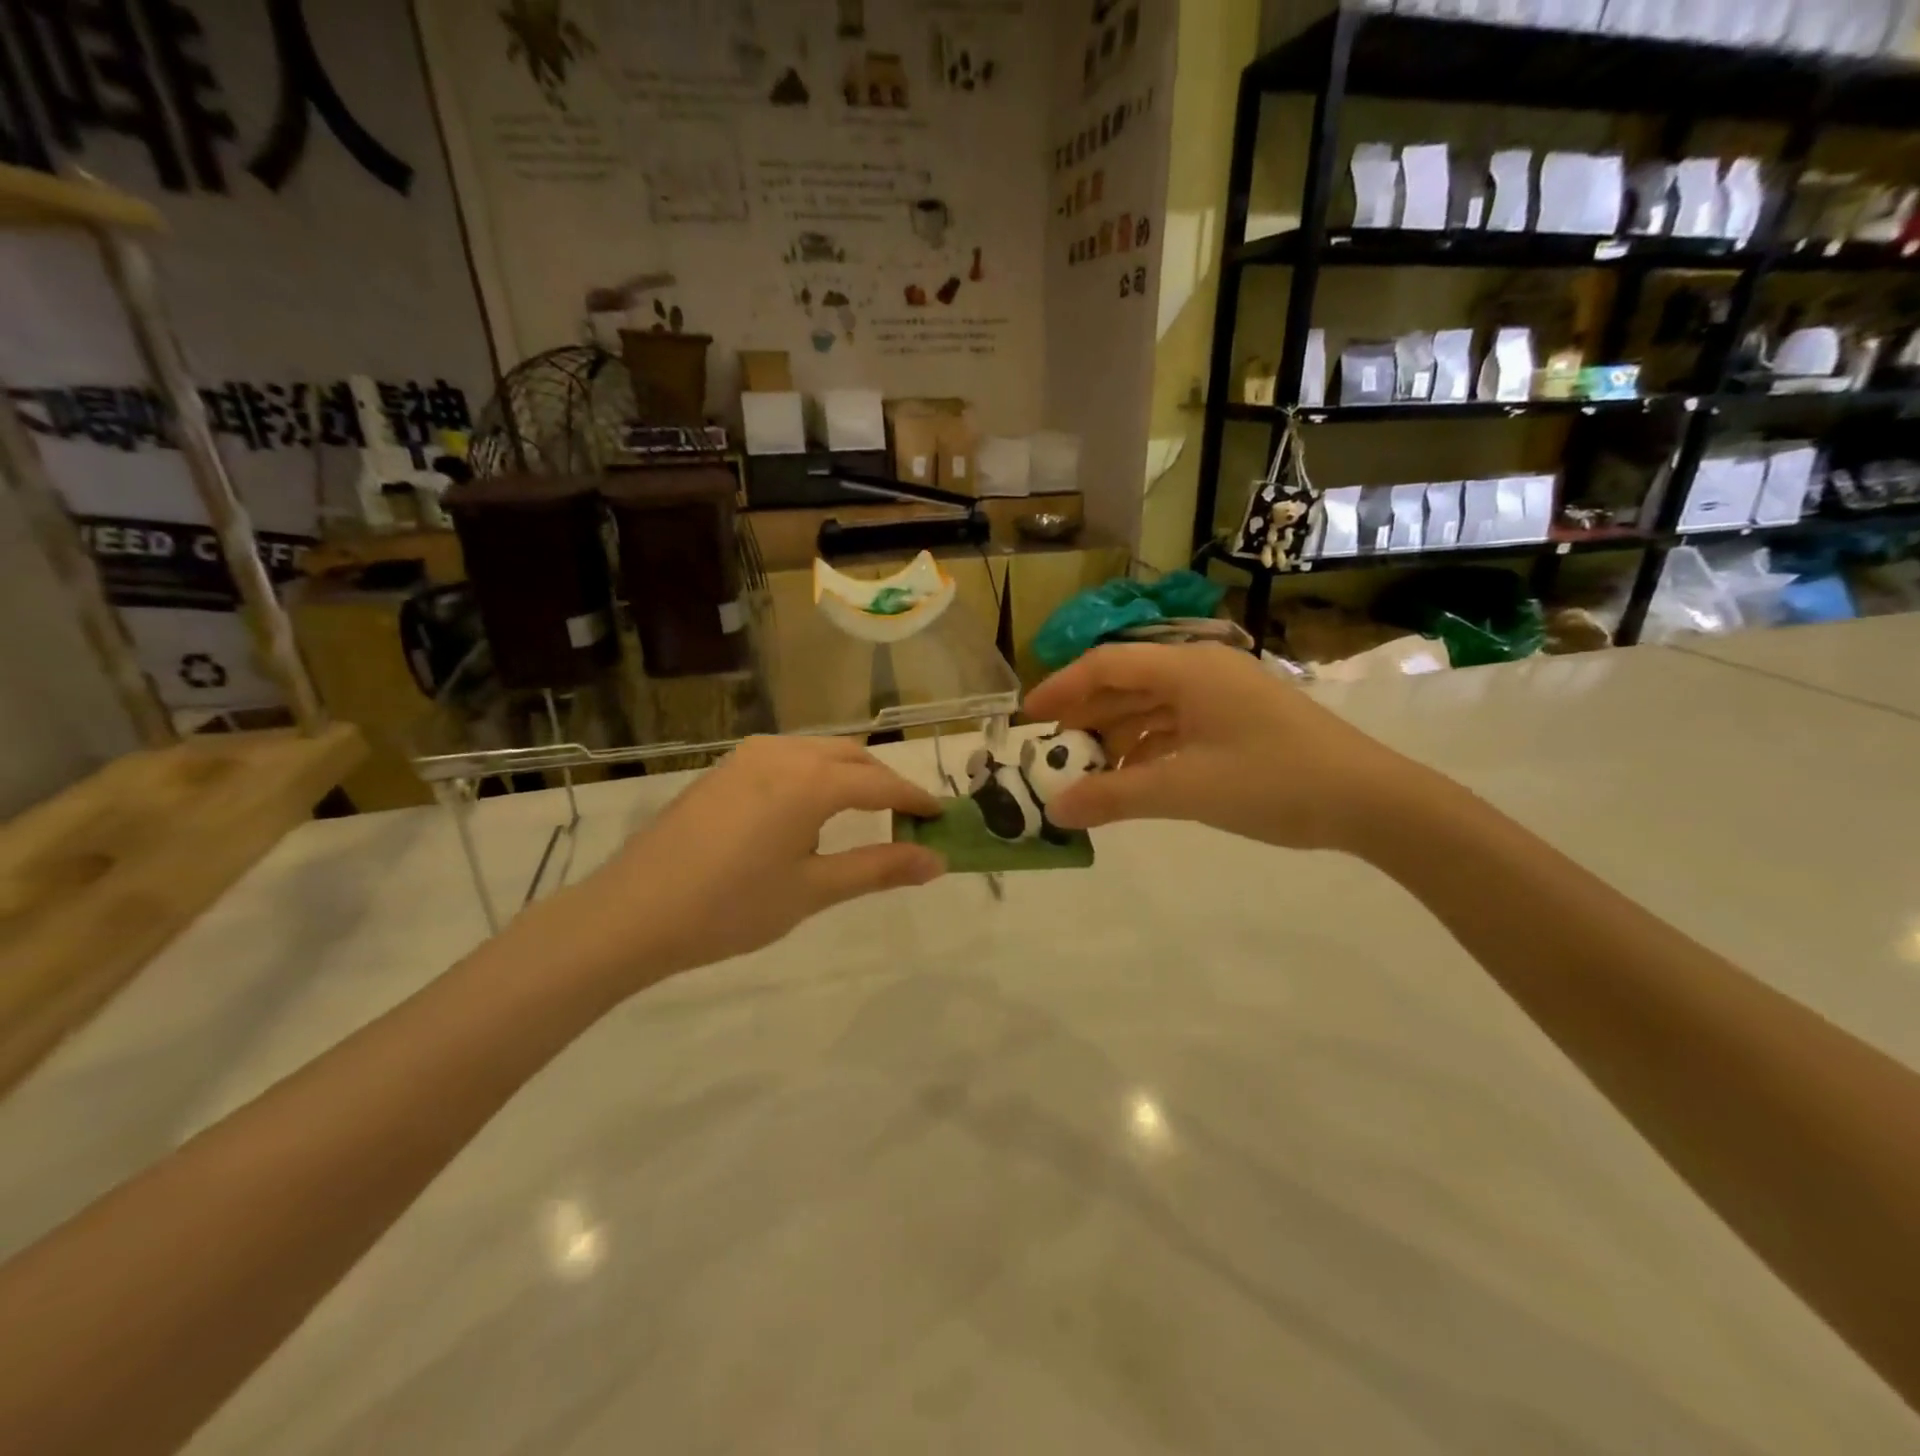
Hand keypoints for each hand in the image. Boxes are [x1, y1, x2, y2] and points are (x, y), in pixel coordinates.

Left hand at [547, 737, 945, 987]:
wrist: (632, 913)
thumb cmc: (730, 907)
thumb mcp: (812, 891)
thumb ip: (879, 868)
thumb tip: (937, 861)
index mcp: (810, 781)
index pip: (881, 783)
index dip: (915, 799)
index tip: (942, 815)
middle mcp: (783, 753)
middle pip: (852, 757)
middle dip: (884, 782)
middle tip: (906, 819)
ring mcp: (748, 755)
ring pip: (818, 753)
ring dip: (848, 775)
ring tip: (861, 816)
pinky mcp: (724, 768)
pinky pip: (787, 758)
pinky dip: (814, 775)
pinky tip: (806, 812)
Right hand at [1023, 643, 1427, 852]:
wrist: (1372, 801)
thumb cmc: (1274, 781)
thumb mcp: (1186, 789)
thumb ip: (1116, 797)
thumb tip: (1056, 811)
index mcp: (1188, 668)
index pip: (1106, 665)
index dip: (1062, 687)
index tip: (1028, 717)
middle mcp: (1202, 671)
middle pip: (1127, 683)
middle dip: (1085, 715)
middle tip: (1050, 749)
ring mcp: (1224, 696)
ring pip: (1152, 706)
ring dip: (1116, 735)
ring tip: (1084, 770)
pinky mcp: (1239, 721)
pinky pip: (1178, 725)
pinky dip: (1148, 748)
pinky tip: (1132, 777)